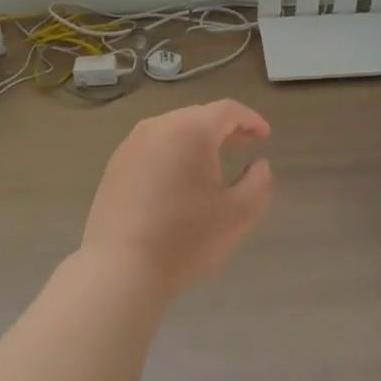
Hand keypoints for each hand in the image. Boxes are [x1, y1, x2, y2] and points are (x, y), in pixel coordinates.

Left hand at [80, 99, 274, 297]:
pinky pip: (153, 145)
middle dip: (225, 127)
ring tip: (214, 160)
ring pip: (173, 128)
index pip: (227, 110)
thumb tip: (259, 164)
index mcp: (191, 130)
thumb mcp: (238, 215)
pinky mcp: (115, 164)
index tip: (265, 136)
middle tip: (245, 144)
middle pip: (199, 115)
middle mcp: (159, 126)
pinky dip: (173, 150)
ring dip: (197, 138)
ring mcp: (131, 144)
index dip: (250, 119)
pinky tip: (178, 177)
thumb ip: (259, 183)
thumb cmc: (185, 239)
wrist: (119, 269)